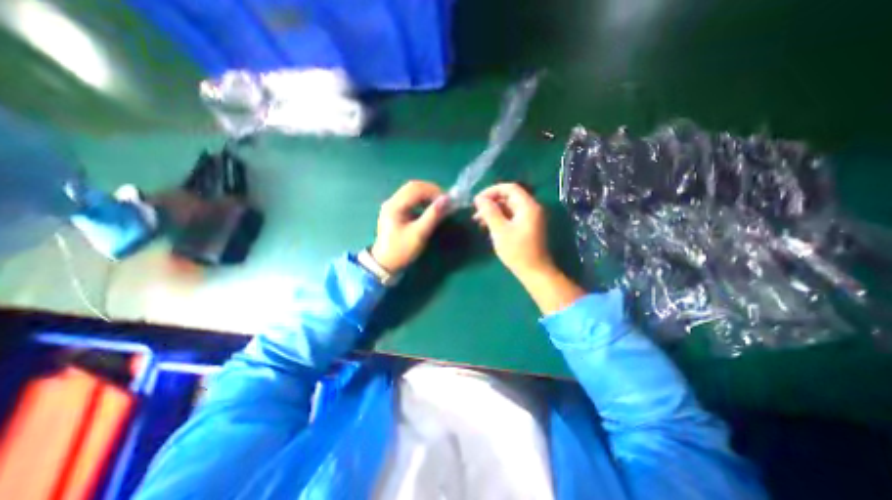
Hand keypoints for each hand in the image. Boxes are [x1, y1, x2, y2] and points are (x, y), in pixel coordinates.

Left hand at [372, 181, 449, 273]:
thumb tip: (447, 200)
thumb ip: (433, 215)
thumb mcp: (419, 234)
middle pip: (413, 187)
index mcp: (394, 205)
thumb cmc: (401, 250)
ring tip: (439, 204)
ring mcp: (392, 206)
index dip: (434, 191)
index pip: (416, 188)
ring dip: (427, 195)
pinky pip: (411, 200)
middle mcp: (392, 201)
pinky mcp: (396, 211)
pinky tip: (429, 209)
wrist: (385, 264)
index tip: (448, 200)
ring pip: (412, 192)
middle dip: (431, 191)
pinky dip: (422, 201)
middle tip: (445, 201)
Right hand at [469, 186, 590, 313]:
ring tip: (478, 221)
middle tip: (475, 213)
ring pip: (508, 208)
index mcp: (528, 206)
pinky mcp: (527, 227)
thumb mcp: (500, 230)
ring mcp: (530, 218)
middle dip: (491, 203)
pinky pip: (511, 217)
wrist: (535, 272)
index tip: (477, 200)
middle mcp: (531, 208)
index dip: (491, 191)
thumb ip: (489, 212)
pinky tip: (488, 227)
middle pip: (509, 197)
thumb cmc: (517, 251)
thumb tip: (479, 198)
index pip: (509, 188)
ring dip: (493, 212)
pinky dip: (499, 219)